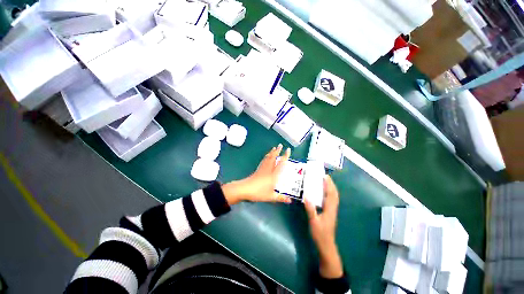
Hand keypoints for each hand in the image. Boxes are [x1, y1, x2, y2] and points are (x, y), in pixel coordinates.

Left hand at [222, 144, 291, 204]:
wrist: (245, 189)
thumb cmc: (259, 192)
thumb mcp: (271, 197)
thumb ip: (281, 198)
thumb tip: (290, 201)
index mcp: (274, 175)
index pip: (281, 163)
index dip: (285, 156)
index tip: (288, 149)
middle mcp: (269, 169)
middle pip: (273, 158)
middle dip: (277, 151)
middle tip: (280, 145)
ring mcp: (263, 168)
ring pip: (268, 158)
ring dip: (272, 152)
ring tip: (274, 147)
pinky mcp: (258, 169)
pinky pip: (263, 160)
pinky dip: (266, 156)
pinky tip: (266, 156)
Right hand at [304, 176, 343, 278]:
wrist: (326, 245)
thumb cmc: (320, 234)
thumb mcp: (313, 222)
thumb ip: (311, 209)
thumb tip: (306, 196)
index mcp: (330, 209)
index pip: (331, 194)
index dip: (329, 184)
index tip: (325, 176)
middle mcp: (332, 208)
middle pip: (334, 194)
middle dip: (331, 184)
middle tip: (325, 176)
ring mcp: (332, 211)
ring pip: (333, 197)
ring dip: (330, 188)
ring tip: (324, 182)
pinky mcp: (330, 213)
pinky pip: (331, 200)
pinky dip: (328, 193)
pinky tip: (323, 193)